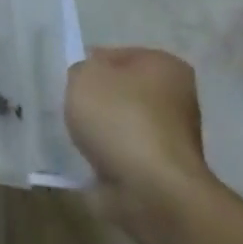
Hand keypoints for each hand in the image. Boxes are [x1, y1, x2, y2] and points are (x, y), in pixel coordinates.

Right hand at [64, 47, 212, 198]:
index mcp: (165, 65)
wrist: (149, 188)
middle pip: (119, 90)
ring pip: (119, 122)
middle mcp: (175, 96)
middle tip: (68, 109)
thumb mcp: (85, 76)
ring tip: (74, 136)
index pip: (115, 55)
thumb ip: (80, 69)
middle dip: (93, 100)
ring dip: (98, 130)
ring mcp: (169, 134)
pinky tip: (86, 158)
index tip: (67, 84)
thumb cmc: (119, 119)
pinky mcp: (158, 166)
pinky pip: (120, 152)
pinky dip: (104, 155)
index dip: (87, 66)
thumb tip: (87, 80)